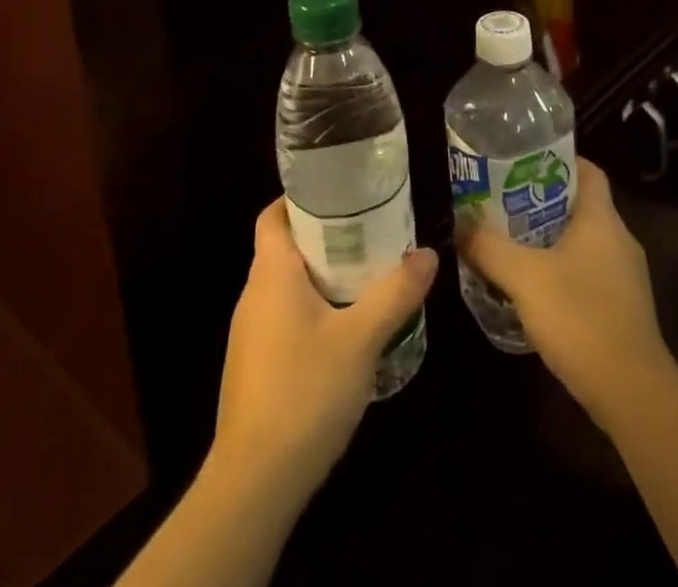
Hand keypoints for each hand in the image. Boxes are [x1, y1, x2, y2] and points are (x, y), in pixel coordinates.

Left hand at [213, 198, 436, 499]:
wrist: (254, 483)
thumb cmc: (305, 392)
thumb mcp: (361, 338)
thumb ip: (395, 293)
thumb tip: (428, 253)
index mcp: (271, 274)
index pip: (273, 216)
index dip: (299, 199)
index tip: (339, 194)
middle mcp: (253, 296)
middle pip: (285, 249)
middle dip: (325, 238)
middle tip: (369, 234)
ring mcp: (250, 335)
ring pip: (286, 287)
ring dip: (321, 277)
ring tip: (365, 278)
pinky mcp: (254, 368)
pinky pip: (284, 320)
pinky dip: (312, 311)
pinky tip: (344, 333)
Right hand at [458, 157, 674, 422]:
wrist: (632, 393)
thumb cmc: (580, 317)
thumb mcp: (523, 277)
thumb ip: (488, 247)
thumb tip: (459, 224)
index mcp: (602, 219)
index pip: (587, 170)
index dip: (556, 160)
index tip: (521, 163)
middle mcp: (619, 240)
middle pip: (579, 205)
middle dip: (541, 201)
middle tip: (501, 203)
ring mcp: (625, 277)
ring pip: (582, 241)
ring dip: (548, 239)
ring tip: (509, 242)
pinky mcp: (622, 308)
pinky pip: (588, 273)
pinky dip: (561, 271)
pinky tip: (532, 288)